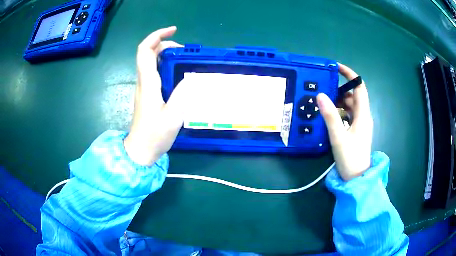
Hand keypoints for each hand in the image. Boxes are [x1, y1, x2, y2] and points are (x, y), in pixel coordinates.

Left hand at [124, 26, 184, 165]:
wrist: (140, 151)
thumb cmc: (154, 135)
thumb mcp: (173, 116)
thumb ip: (182, 94)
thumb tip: (190, 77)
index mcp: (148, 83)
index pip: (145, 51)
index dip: (156, 36)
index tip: (173, 31)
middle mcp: (143, 81)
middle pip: (148, 53)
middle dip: (165, 44)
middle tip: (184, 51)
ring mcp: (143, 87)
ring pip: (150, 61)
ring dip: (166, 54)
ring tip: (184, 59)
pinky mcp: (146, 93)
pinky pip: (154, 72)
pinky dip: (165, 65)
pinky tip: (178, 73)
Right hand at [317, 64, 372, 180]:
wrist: (356, 178)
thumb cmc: (350, 158)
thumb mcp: (338, 137)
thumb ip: (330, 116)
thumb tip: (320, 95)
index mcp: (363, 114)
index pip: (359, 88)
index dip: (350, 75)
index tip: (336, 67)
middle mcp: (363, 116)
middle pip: (354, 95)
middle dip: (340, 88)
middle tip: (324, 88)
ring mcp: (360, 123)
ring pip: (351, 104)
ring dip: (339, 100)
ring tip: (324, 100)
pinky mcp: (356, 130)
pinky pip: (349, 113)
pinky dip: (340, 110)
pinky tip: (330, 114)